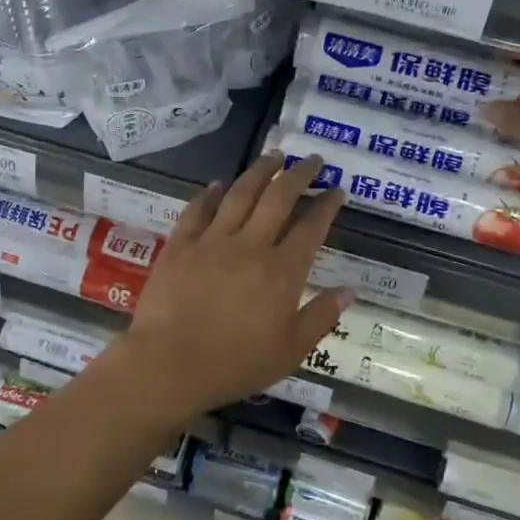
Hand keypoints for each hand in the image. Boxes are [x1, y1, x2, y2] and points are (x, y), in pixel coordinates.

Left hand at [114, 152, 352, 421]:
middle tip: (313, 159)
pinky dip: (210, 194)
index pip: (311, 227)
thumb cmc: (236, 363)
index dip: (327, 205)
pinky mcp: (181, 245)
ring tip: (273, 156)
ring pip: (240, 193)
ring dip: (259, 171)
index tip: (337, 189)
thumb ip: (321, 317)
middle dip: (299, 174)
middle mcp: (251, 245)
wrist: (170, 363)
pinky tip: (217, 185)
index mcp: (282, 270)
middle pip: (279, 198)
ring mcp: (213, 241)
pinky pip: (197, 210)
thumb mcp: (290, 350)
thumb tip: (349, 290)